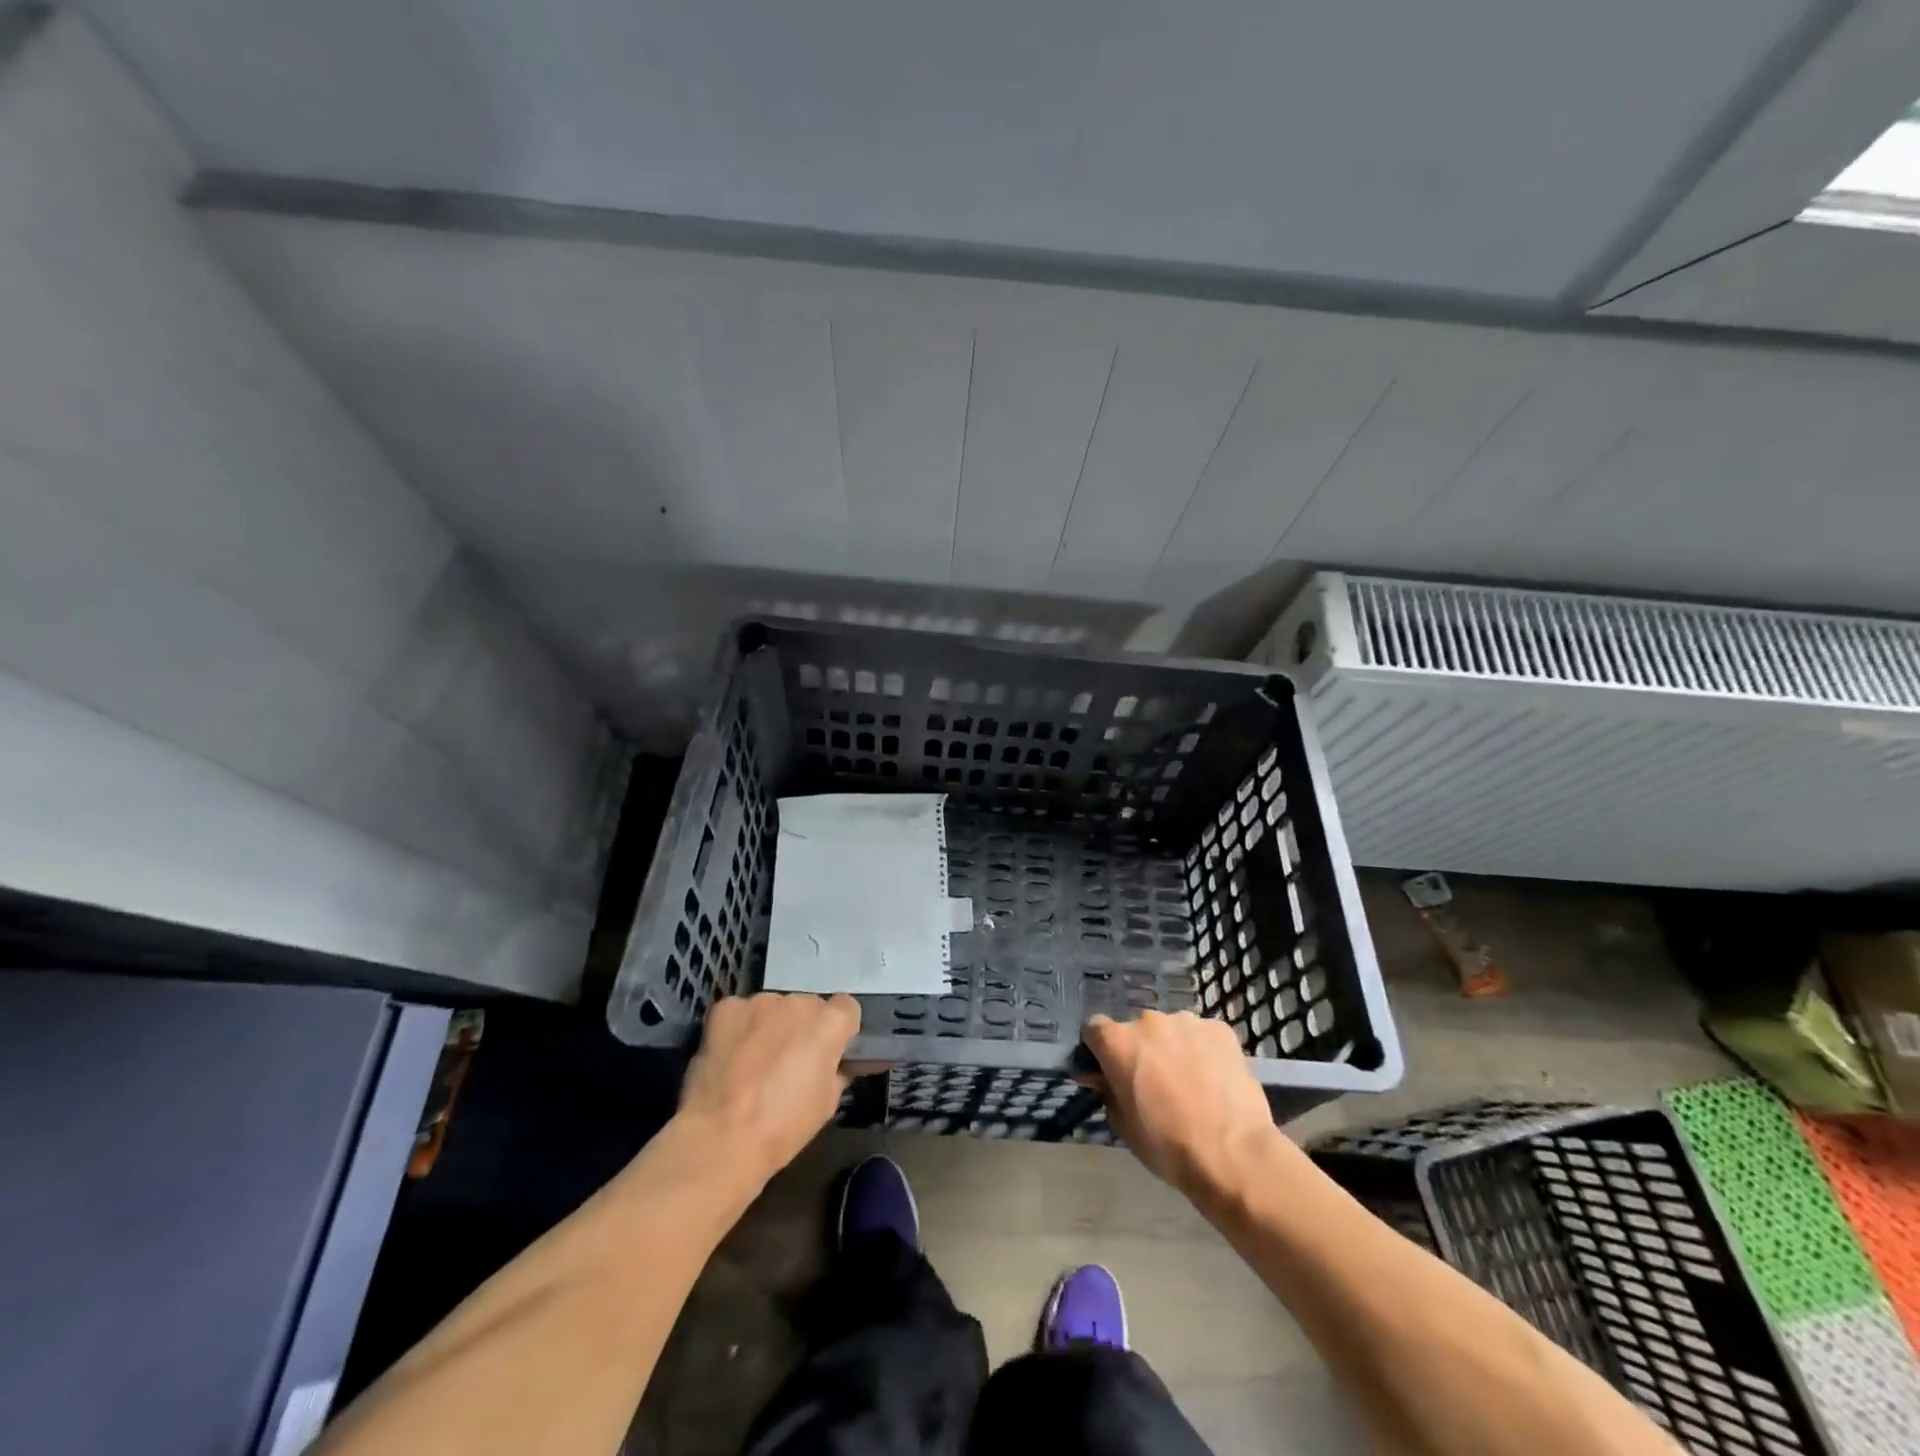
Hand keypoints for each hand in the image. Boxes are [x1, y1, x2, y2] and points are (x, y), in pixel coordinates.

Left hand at [679, 992, 860, 1177]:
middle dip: (801, 1027)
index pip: (845, 1008)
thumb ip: (836, 1070)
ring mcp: (760, 1002)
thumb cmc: (783, 1126)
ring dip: (769, 1026)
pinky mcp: (726, 1008)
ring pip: (772, 1008)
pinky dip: (737, 1028)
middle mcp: (798, 1002)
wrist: (721, 1137)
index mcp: (830, 1023)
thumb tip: (834, 1063)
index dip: (837, 1031)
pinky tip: (729, 1056)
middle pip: (807, 1007)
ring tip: (753, 1061)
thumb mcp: (827, 1103)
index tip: (827, 1053)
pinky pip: (739, 1013)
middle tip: (788, 1061)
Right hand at [1081, 1011, 1280, 1199]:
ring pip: (1171, 1031)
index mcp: (1118, 1042)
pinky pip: (1202, 1036)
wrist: (1234, 1154)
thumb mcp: (1123, 1125)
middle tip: (1154, 1083)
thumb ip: (1107, 1090)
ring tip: (1190, 1082)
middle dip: (1140, 1050)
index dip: (1099, 1050)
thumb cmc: (1168, 1146)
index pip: (1094, 1029)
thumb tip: (1100, 1076)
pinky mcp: (1220, 1029)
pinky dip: (1202, 1051)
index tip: (1108, 1070)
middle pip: (1136, 1030)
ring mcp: (1187, 1021)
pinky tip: (1214, 1079)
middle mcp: (1148, 1021)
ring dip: (1172, 1049)